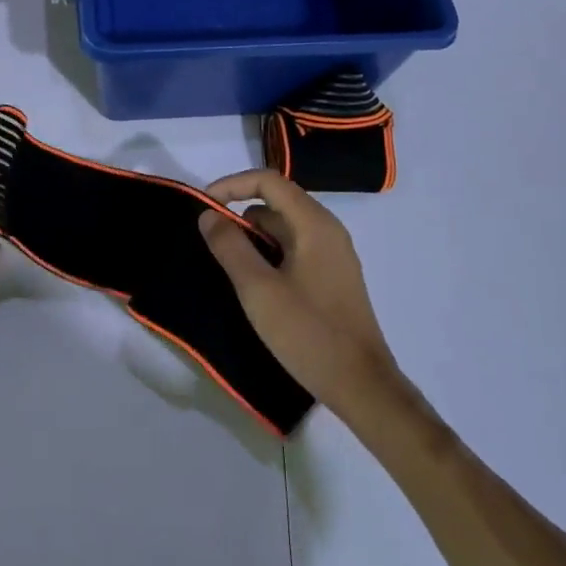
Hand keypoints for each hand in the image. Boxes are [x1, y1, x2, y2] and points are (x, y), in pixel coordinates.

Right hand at [199, 169, 403, 420]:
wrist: (361, 384)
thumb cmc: (308, 332)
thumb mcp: (258, 289)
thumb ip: (230, 247)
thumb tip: (209, 214)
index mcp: (314, 224)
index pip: (268, 181)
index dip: (232, 185)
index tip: (204, 207)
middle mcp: (328, 231)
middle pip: (276, 204)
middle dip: (240, 217)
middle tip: (212, 246)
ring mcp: (334, 255)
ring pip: (284, 230)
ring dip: (254, 240)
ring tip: (229, 270)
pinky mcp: (333, 278)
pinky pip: (295, 250)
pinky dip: (270, 256)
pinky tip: (255, 286)